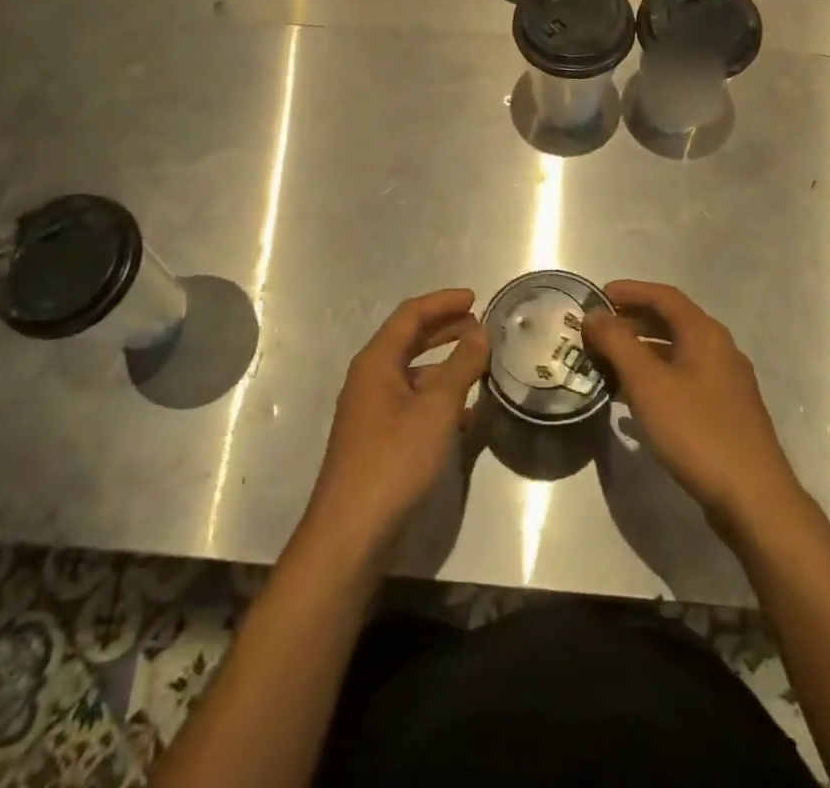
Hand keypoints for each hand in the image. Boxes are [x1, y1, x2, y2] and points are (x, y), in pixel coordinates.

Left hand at [303, 288, 488, 562]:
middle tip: (478, 325)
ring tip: (477, 365)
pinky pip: (410, 401)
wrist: (350, 532)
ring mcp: (370, 409)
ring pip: (411, 372)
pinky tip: (463, 415)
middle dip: (444, 328)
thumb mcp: (437, 408)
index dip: (443, 302)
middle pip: (408, 339)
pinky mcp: (375, 438)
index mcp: (377, 360)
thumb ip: (461, 366)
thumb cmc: (394, 459)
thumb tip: (479, 333)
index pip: (411, 314)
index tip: (475, 298)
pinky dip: (436, 397)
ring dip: (443, 364)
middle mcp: (369, 377)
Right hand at [583, 280, 804, 538]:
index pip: (664, 296)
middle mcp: (720, 349)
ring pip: (677, 353)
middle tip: (598, 330)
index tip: (597, 296)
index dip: (630, 291)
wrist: (754, 499)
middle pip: (671, 322)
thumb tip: (594, 315)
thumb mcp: (647, 384)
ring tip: (607, 364)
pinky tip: (634, 401)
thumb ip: (617, 343)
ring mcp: (726, 382)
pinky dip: (656, 378)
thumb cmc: (697, 431)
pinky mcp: (726, 412)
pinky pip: (684, 379)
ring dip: (641, 352)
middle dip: (632, 322)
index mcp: (705, 334)